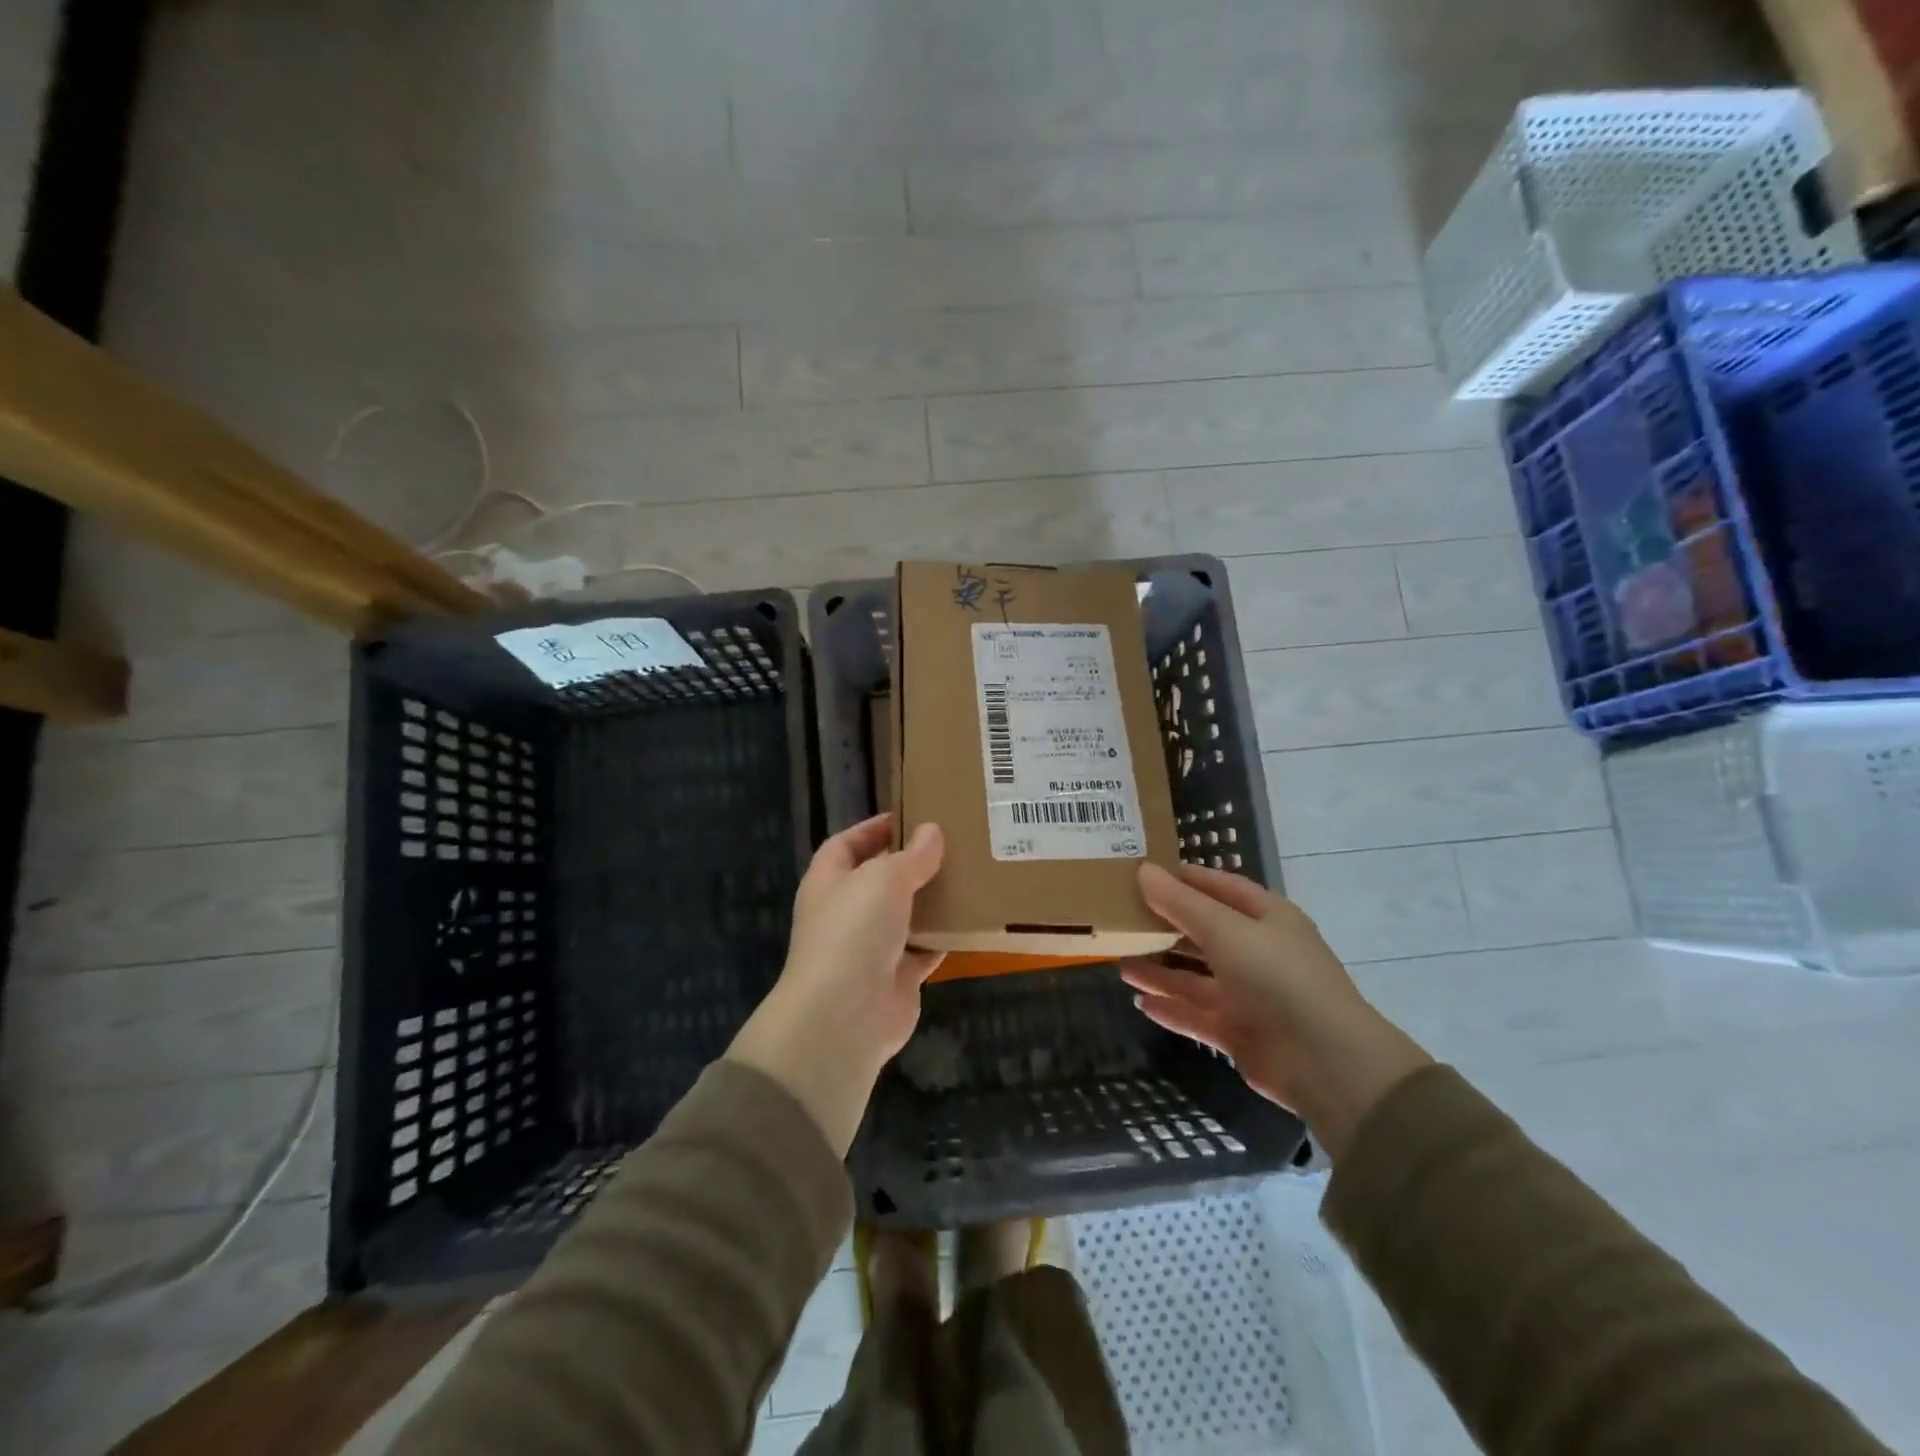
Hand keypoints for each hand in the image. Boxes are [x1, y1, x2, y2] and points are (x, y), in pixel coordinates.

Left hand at [728, 814, 944, 1154]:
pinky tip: (972, 919)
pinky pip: (925, 950)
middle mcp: (846, 912)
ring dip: (932, 900)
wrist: (845, 1016)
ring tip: (969, 874)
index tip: (911, 816)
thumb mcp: (884, 878)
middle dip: (912, 863)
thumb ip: (912, 856)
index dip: (874, 828)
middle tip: (953, 842)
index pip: (847, 844)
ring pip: (906, 914)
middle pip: (880, 879)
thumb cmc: (854, 931)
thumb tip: (932, 832)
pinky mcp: (897, 978)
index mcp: (829, 881)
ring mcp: (870, 948)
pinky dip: (944, 937)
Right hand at [1122, 861, 1430, 1159]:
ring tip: (1120, 962)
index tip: (1143, 872)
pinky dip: (1171, 1009)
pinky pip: (1197, 1014)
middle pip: (1204, 932)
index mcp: (1267, 918)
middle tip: (1121, 918)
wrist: (1325, 1063)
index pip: (1220, 887)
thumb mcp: (1226, 930)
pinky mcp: (1240, 1032)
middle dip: (1165, 926)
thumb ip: (1181, 903)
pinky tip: (1141, 1003)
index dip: (1184, 878)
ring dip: (1161, 970)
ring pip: (1196, 977)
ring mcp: (1249, 995)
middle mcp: (1258, 952)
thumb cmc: (1278, 977)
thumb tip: (1143, 870)